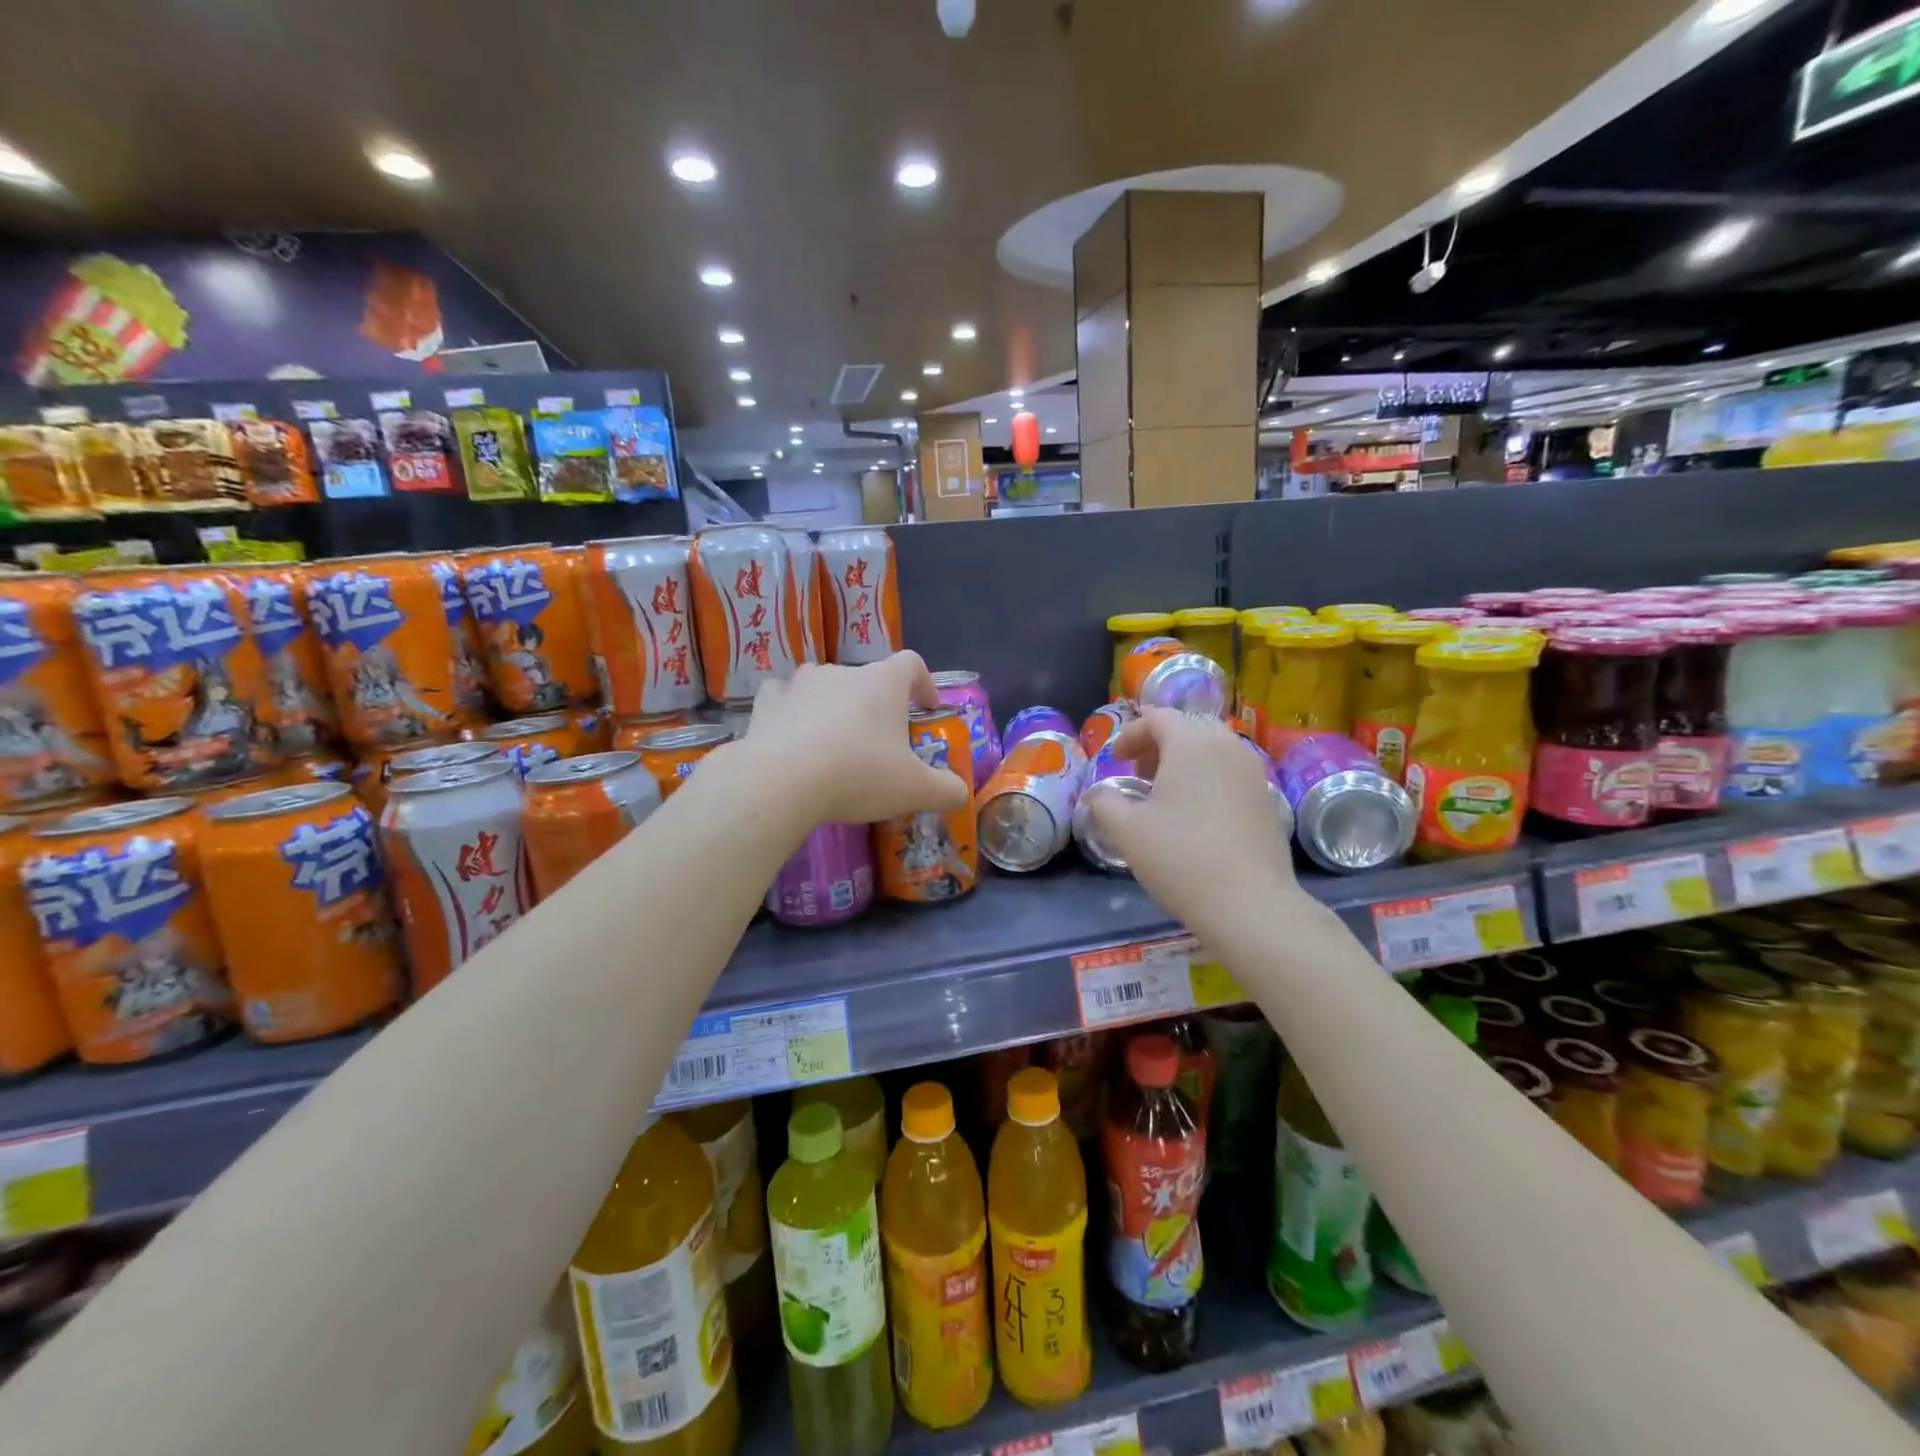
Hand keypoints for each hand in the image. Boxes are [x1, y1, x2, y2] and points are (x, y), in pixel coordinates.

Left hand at [738, 652, 970, 825]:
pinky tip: (792, 737)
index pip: (912, 664)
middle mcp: (843, 671)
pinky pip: (785, 699)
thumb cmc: (858, 775)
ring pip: (825, 686)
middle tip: (880, 745)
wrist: (781, 782)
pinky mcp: (767, 702)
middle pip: (868, 680)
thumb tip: (960, 793)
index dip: (923, 683)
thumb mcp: (915, 790)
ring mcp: (801, 683)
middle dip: (876, 707)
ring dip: (834, 707)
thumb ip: (946, 789)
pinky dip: (792, 712)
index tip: (926, 708)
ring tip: (834, 743)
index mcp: (884, 682)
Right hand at [1088, 709, 1297, 924]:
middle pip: (1188, 726)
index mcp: (1191, 744)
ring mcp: (1253, 772)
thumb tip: (1098, 795)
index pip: (1158, 717)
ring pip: (1214, 748)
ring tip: (1166, 793)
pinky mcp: (1266, 798)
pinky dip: (1208, 777)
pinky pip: (1231, 771)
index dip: (1131, 733)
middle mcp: (1227, 746)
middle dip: (1159, 743)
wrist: (1249, 903)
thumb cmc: (1181, 858)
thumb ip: (1105, 803)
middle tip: (1140, 773)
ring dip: (1185, 759)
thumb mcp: (1127, 831)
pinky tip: (1196, 814)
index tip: (1116, 759)